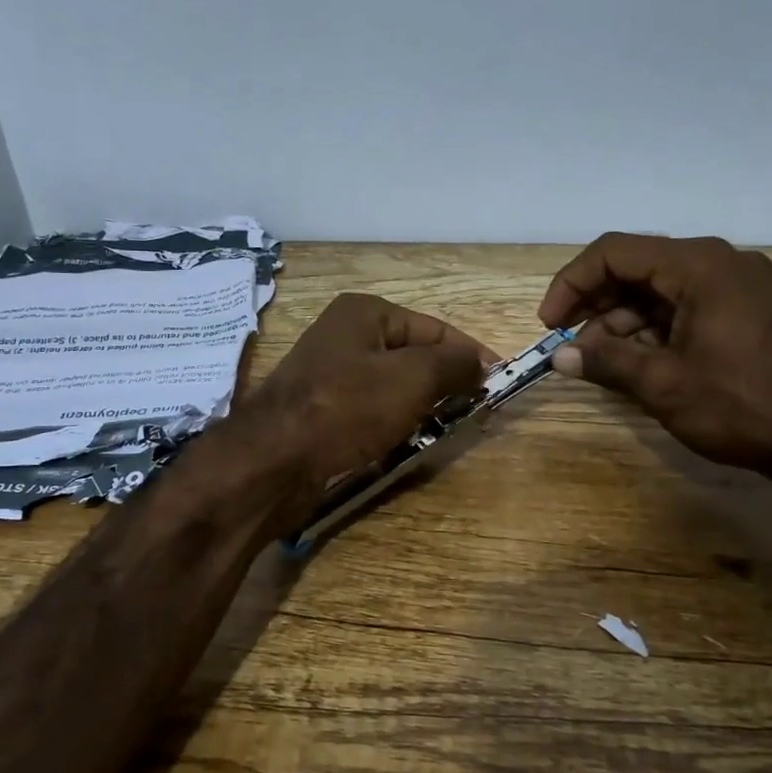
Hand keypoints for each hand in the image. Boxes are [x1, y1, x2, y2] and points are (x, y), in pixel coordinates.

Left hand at [240, 293, 494, 489]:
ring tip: (441, 433)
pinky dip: (392, 426)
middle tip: (473, 415)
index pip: (435, 329)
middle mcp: (345, 335)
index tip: (498, 386)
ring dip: (419, 410)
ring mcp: (330, 375)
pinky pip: (371, 413)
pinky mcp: (321, 411)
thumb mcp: (412, 378)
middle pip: (413, 358)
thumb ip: (453, 364)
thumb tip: (481, 362)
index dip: (471, 356)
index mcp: (365, 312)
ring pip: (393, 389)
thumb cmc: (347, 407)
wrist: (273, 460)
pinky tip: (403, 445)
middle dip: (444, 385)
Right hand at [539, 234, 771, 475]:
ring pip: (658, 289)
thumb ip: (605, 361)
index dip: (572, 283)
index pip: (614, 252)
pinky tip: (635, 360)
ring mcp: (736, 284)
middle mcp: (718, 262)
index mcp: (698, 266)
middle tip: (570, 345)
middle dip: (595, 305)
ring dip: (622, 321)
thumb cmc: (738, 404)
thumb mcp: (663, 384)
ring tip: (600, 361)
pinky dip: (653, 328)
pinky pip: (684, 305)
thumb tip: (559, 356)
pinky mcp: (745, 309)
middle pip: (636, 267)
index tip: (551, 324)